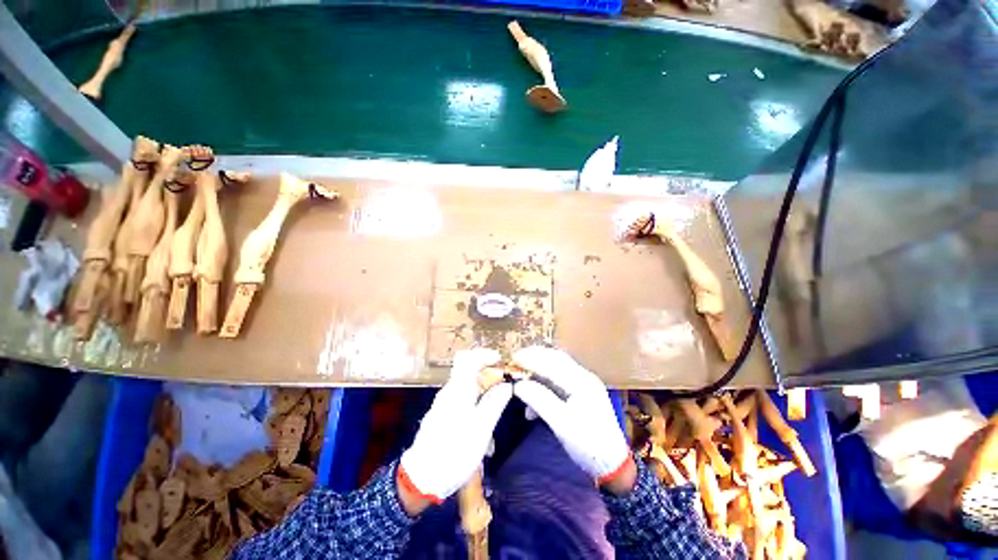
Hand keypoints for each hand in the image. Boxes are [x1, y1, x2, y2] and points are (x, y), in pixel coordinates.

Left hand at [399, 349, 512, 509]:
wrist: (421, 478)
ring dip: (483, 391)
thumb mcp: (481, 429)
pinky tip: (482, 423)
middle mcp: (449, 391)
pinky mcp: (442, 414)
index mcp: (458, 389)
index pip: (468, 358)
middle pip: (469, 371)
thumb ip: (494, 403)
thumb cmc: (454, 452)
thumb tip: (507, 385)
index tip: (501, 361)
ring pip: (467, 387)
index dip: (485, 355)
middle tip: (505, 386)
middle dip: (489, 375)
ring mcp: (444, 403)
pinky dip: (475, 402)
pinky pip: (462, 399)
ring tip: (497, 409)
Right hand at [512, 347, 631, 486]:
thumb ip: (539, 400)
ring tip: (522, 382)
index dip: (532, 358)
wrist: (613, 465)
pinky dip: (545, 386)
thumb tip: (517, 384)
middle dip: (535, 358)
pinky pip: (560, 382)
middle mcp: (584, 377)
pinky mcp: (582, 393)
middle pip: (556, 359)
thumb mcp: (561, 424)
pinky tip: (533, 403)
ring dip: (538, 373)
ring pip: (557, 369)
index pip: (553, 362)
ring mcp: (584, 384)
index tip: (513, 357)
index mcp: (582, 382)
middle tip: (516, 361)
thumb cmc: (588, 445)